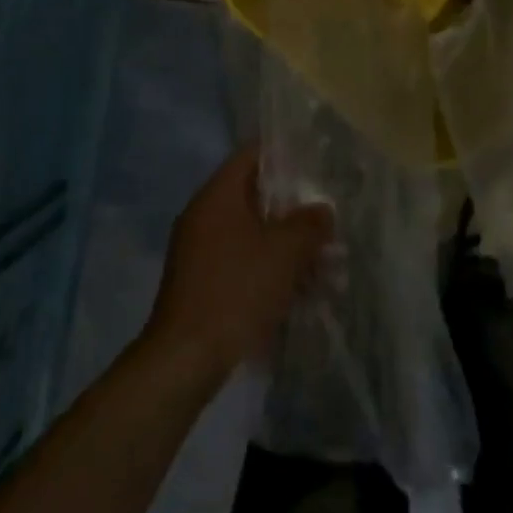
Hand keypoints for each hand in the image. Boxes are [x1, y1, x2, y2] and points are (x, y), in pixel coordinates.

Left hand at [147, 146, 332, 378]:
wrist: (186, 357)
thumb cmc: (236, 290)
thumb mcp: (283, 253)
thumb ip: (308, 225)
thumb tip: (322, 210)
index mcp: (217, 196)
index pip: (251, 156)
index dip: (283, 155)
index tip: (314, 164)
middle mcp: (204, 216)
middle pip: (253, 196)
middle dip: (292, 208)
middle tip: (326, 218)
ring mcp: (200, 251)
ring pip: (251, 233)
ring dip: (285, 244)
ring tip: (323, 260)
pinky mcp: (202, 282)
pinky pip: (242, 261)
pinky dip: (268, 268)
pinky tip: (299, 289)